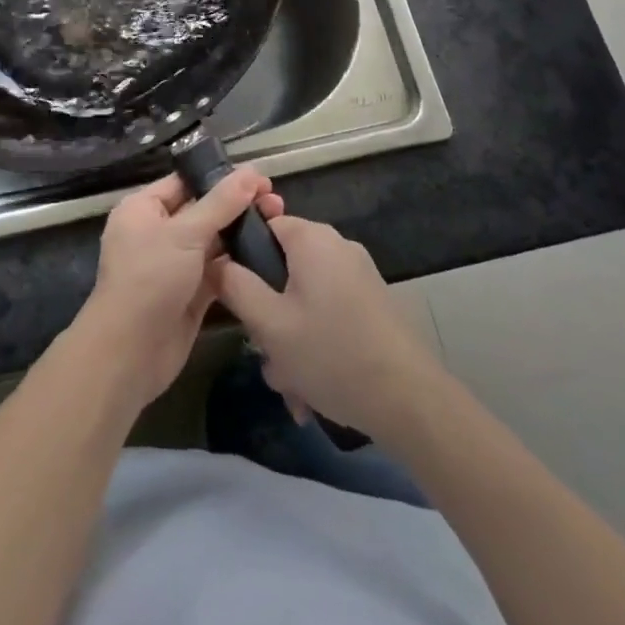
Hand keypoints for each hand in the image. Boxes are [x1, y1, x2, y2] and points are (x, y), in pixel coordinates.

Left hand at [75, 168, 280, 410]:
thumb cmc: (150, 279)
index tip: (259, 179)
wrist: (130, 353)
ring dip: (241, 234)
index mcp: (143, 209)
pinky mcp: (190, 294)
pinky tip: (268, 254)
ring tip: (279, 223)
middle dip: (237, 206)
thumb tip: (251, 172)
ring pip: (212, 241)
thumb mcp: (185, 233)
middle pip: (202, 211)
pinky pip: (217, 270)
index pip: (185, 183)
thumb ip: (221, 203)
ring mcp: (174, 264)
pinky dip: (238, 264)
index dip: (221, 178)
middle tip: (276, 203)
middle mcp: (157, 232)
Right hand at [209, 216, 446, 442]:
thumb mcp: (269, 324)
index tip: (236, 298)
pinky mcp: (373, 303)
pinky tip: (315, 387)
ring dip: (291, 338)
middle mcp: (337, 246)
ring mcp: (359, 275)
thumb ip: (234, 285)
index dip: (242, 258)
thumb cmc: (331, 353)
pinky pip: (329, 313)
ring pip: (304, 299)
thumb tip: (214, 260)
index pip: (262, 224)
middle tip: (266, 354)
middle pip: (283, 268)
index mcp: (311, 238)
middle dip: (269, 314)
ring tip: (292, 385)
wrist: (410, 400)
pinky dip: (317, 343)